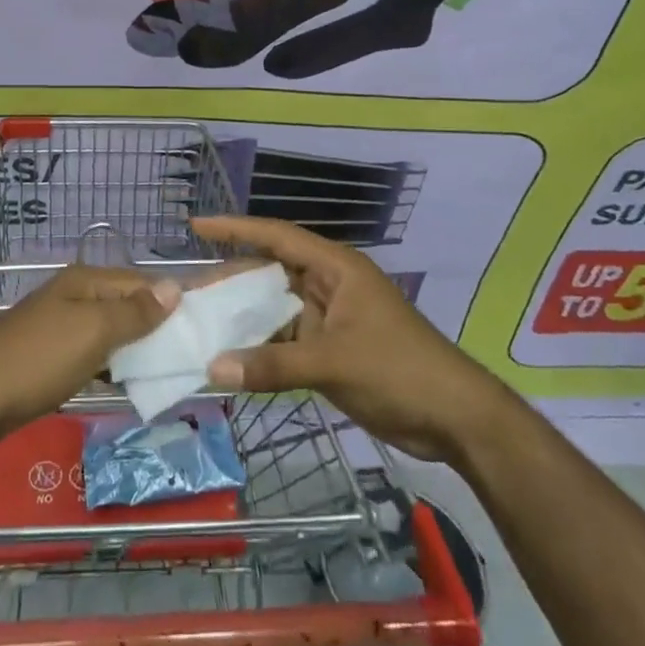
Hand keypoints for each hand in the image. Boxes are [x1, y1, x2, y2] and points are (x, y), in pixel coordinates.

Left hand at [0, 264, 179, 446]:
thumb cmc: (39, 356)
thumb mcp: (93, 330)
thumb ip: (134, 312)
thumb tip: (174, 287)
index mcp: (86, 281)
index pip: (141, 283)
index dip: (171, 299)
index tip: (205, 322)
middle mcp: (75, 297)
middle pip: (127, 306)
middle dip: (157, 326)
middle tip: (194, 351)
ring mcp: (62, 327)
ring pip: (111, 332)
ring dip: (137, 348)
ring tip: (172, 369)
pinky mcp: (52, 358)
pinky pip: (94, 355)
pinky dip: (114, 366)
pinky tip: (131, 383)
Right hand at [193, 215, 504, 462]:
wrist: (457, 420)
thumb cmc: (399, 371)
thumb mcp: (334, 362)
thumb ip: (272, 365)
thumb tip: (211, 369)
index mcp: (336, 268)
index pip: (277, 236)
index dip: (235, 229)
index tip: (195, 226)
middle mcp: (329, 285)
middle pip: (270, 273)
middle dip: (231, 280)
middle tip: (187, 290)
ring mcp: (330, 318)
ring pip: (275, 309)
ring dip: (243, 317)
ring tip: (200, 323)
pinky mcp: (331, 349)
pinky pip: (286, 340)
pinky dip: (261, 348)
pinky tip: (231, 359)